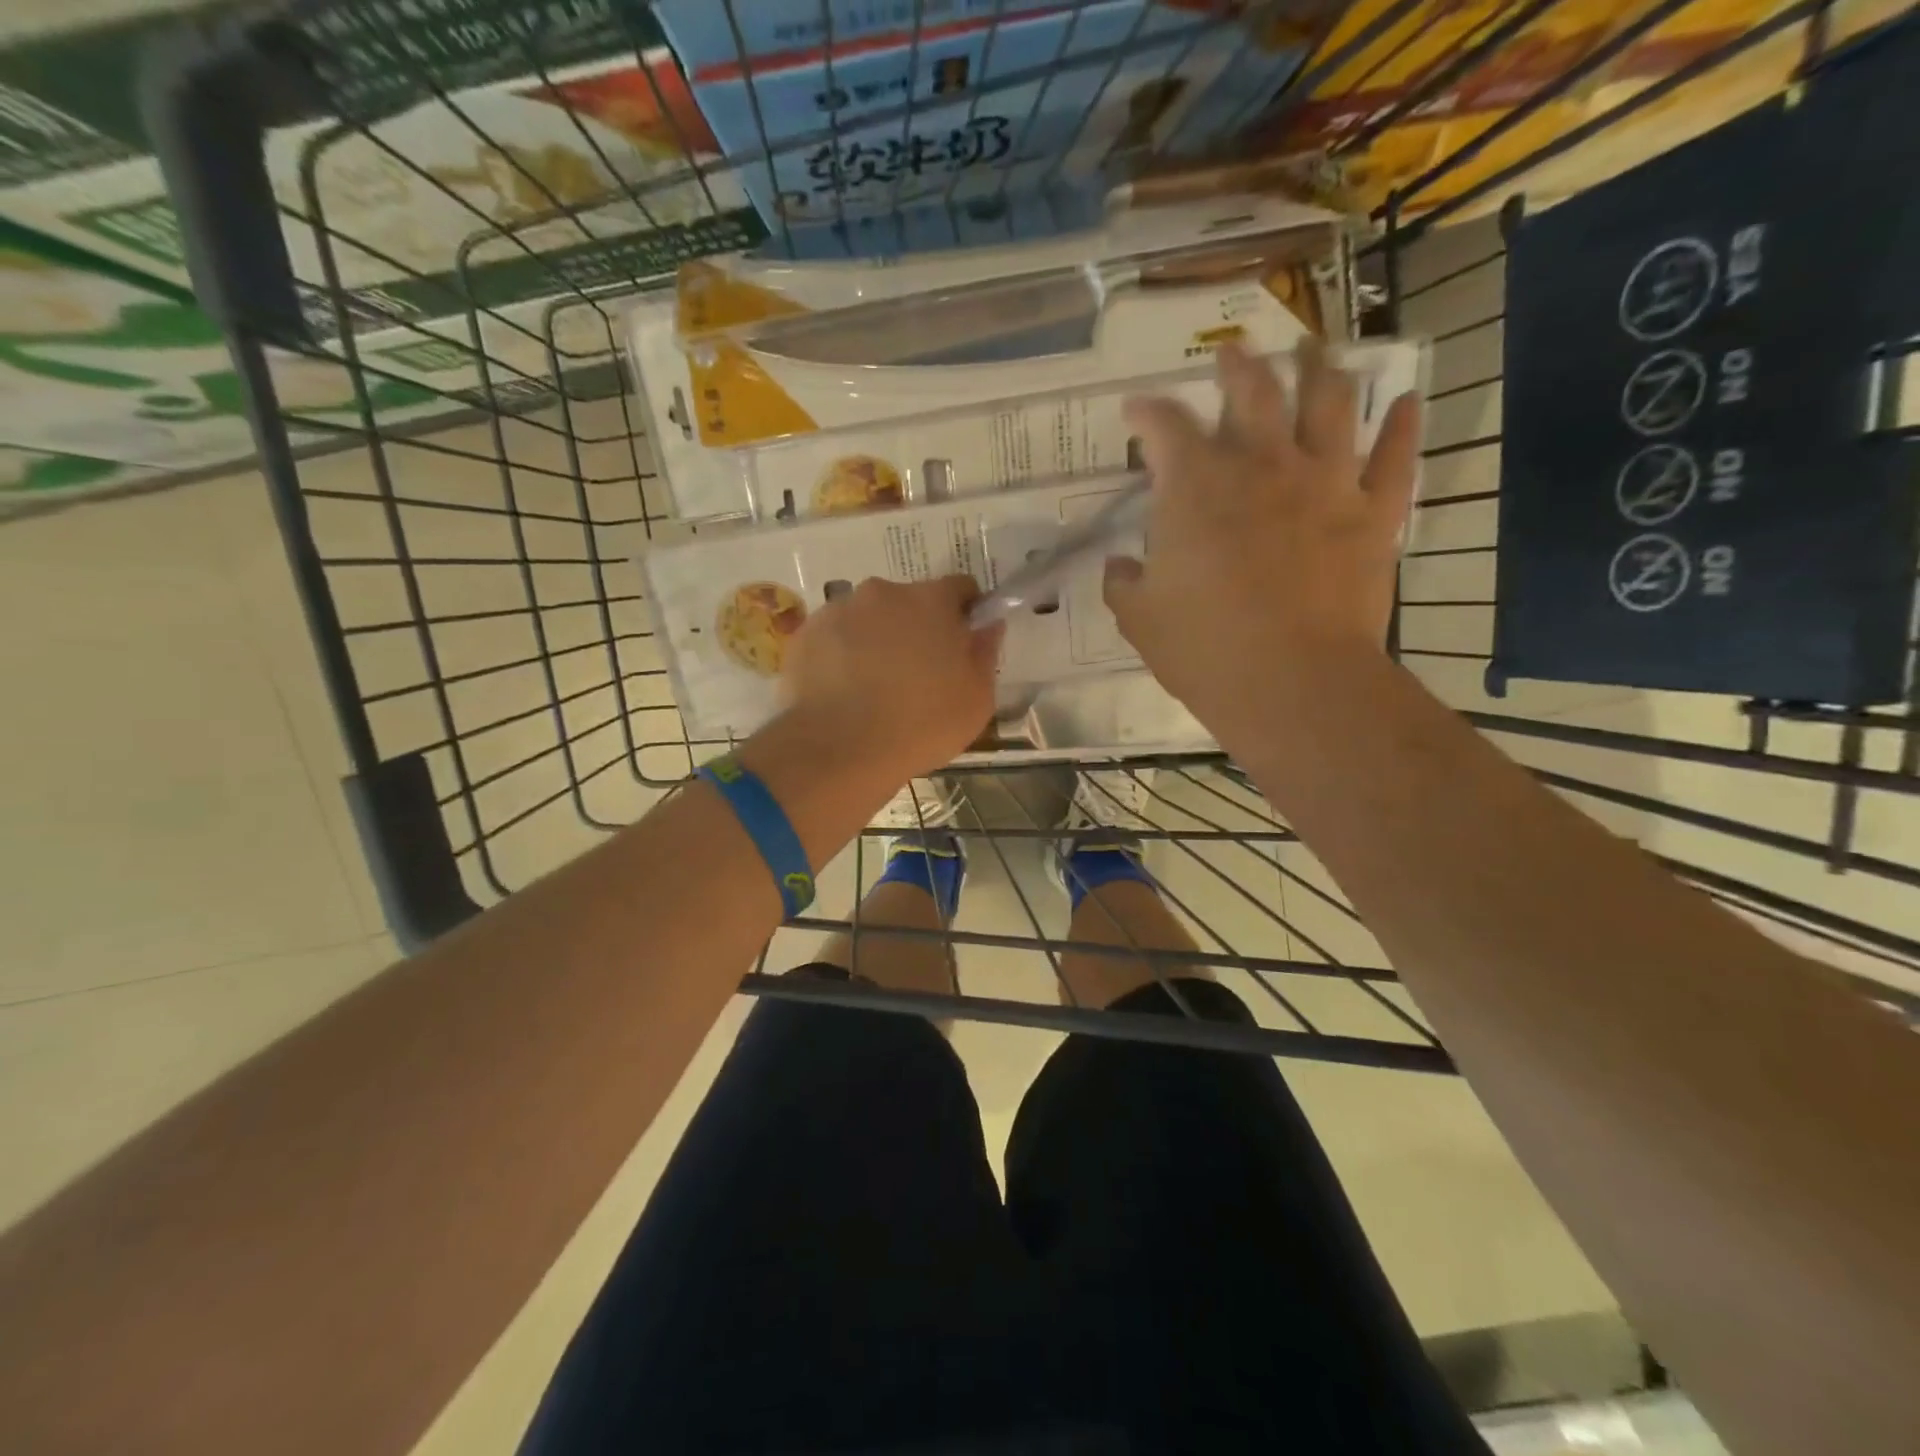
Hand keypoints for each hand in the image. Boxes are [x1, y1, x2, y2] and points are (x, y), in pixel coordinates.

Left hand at [777, 574, 1002, 783]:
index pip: (960, 588)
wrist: (839, 750)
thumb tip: (987, 626)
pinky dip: (842, 656)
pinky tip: (845, 693)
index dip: (965, 615)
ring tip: (875, 688)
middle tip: (918, 675)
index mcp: (931, 600)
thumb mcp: (976, 699)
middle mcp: (883, 593)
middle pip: (910, 602)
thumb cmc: (921, 725)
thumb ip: (984, 653)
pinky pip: (834, 638)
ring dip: (877, 640)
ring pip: (869, 619)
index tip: (962, 646)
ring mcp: (838, 611)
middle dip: (917, 629)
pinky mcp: (805, 635)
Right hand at [1104, 338, 1421, 750]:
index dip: (1146, 412)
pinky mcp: (1373, 514)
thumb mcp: (1139, 619)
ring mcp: (1326, 483)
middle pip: (1252, 391)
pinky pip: (1395, 458)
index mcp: (1195, 487)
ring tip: (1315, 349)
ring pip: (1329, 403)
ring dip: (1320, 369)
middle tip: (1231, 352)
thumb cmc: (1204, 649)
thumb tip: (1118, 567)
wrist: (1292, 682)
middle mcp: (1261, 466)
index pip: (1164, 426)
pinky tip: (1405, 401)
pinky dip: (1402, 426)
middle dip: (1237, 366)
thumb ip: (1123, 584)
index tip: (1135, 410)